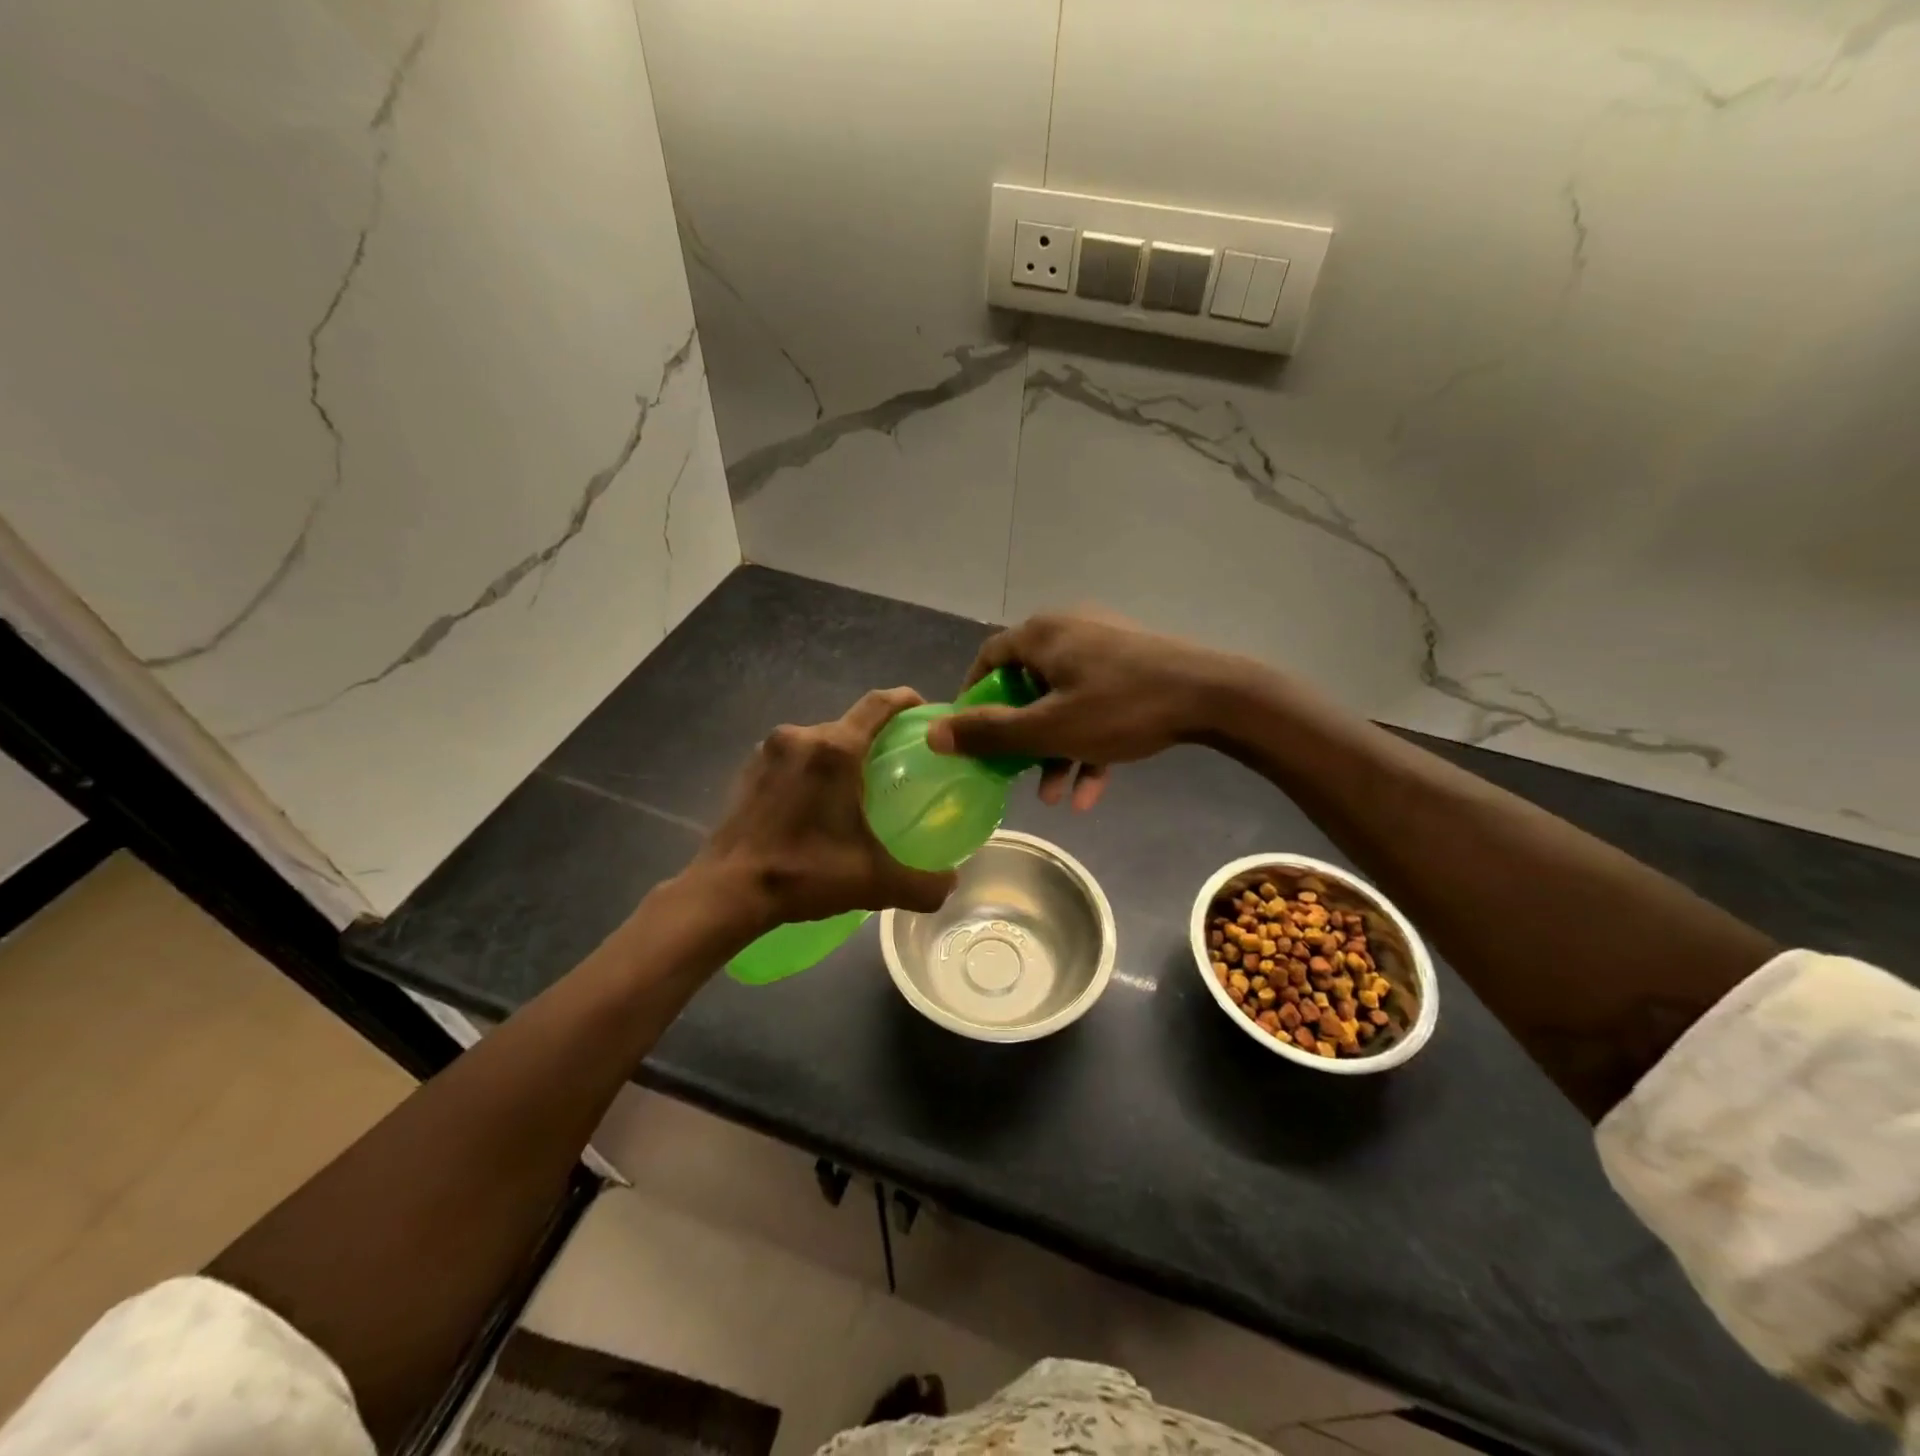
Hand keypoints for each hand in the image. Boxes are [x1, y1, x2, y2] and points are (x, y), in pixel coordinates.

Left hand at [695, 688, 957, 928]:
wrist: (727, 891)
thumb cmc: (803, 874)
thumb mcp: (874, 882)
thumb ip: (924, 884)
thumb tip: (951, 884)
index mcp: (835, 750)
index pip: (880, 704)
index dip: (907, 701)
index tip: (925, 714)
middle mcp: (800, 737)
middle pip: (850, 725)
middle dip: (875, 740)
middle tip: (896, 770)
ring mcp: (768, 751)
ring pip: (819, 741)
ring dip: (840, 758)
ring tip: (856, 792)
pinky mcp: (747, 770)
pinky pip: (792, 758)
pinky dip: (811, 771)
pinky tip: (816, 806)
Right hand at [927, 612, 1236, 809]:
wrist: (1214, 696)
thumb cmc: (1121, 708)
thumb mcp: (1049, 728)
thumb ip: (990, 733)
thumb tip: (935, 734)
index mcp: (1042, 635)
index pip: (989, 659)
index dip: (973, 698)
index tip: (971, 737)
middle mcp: (1069, 631)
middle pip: (1027, 686)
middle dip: (1021, 738)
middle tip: (1013, 773)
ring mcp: (1105, 648)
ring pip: (1064, 702)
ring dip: (1055, 750)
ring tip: (1054, 797)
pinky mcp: (1133, 666)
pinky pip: (1097, 704)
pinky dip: (1088, 743)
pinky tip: (1092, 793)